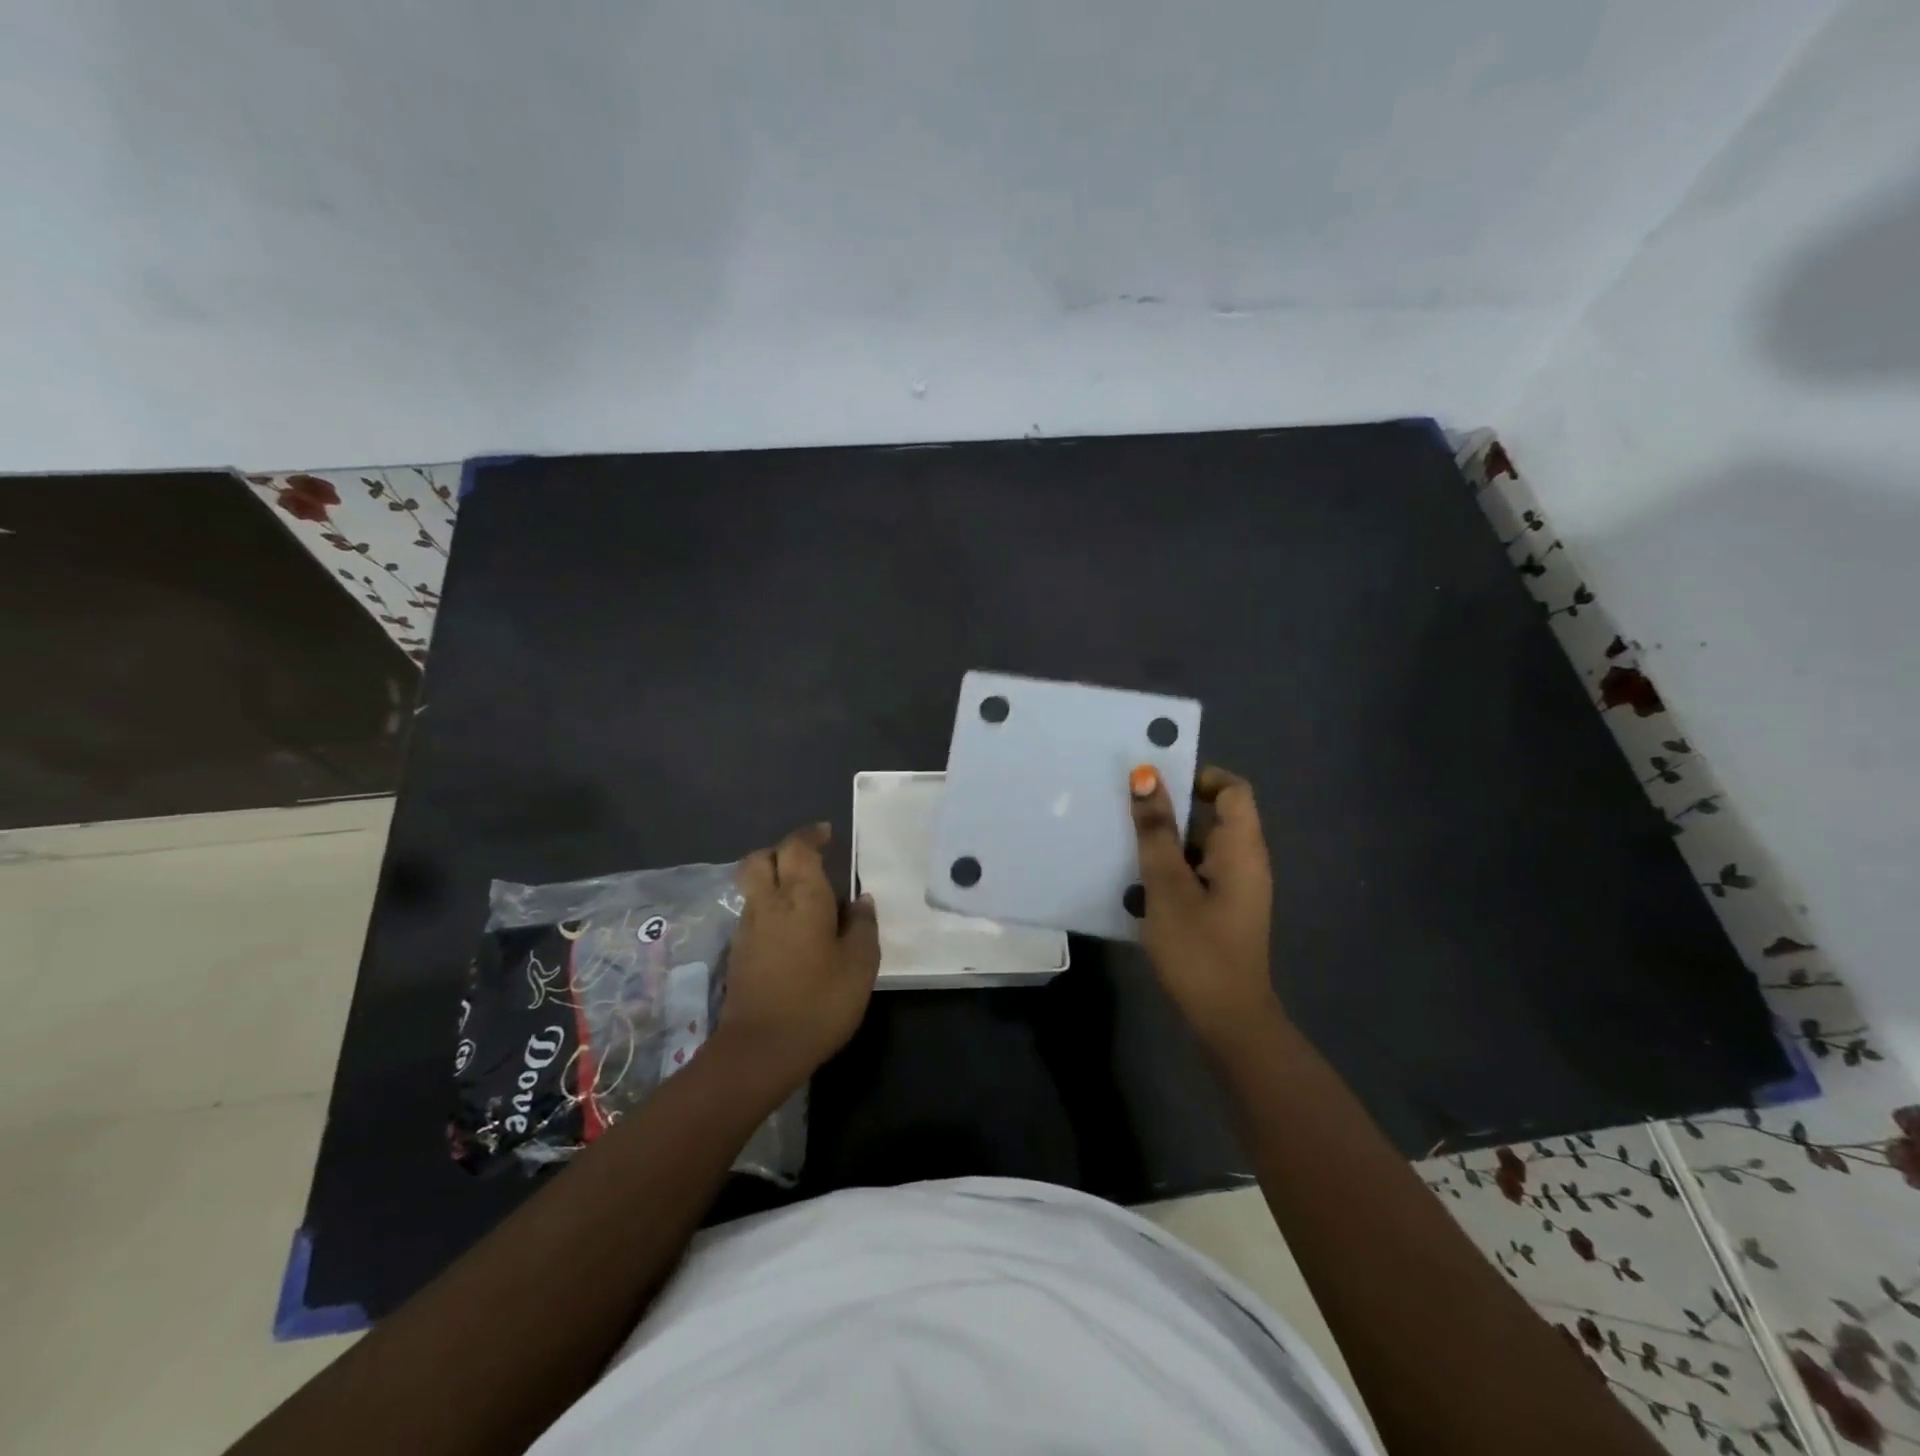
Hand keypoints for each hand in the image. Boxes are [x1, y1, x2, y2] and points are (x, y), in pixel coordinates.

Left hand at [716, 822, 879, 1082]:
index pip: (797, 847)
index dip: (810, 835)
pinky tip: (794, 933)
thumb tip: (860, 901)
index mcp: (800, 897)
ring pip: (755, 887)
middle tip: (809, 861)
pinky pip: (755, 914)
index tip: (827, 834)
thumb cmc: (819, 1001)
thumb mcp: (859, 964)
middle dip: (782, 852)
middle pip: (760, 859)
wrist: (760, 1050)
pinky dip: (771, 909)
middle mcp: (768, 903)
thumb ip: (862, 926)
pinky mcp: (739, 954)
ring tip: (807, 900)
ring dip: (775, 882)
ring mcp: (747, 929)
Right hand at [1128, 764, 1282, 1050]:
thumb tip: (1145, 777)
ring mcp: (1236, 887)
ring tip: (1125, 846)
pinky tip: (1139, 884)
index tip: (1156, 784)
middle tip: (1128, 813)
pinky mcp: (1223, 909)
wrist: (1227, 1019)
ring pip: (1201, 845)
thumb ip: (1155, 831)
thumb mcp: (1167, 884)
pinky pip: (1197, 871)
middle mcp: (1245, 861)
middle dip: (1171, 810)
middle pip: (1214, 815)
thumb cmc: (1198, 947)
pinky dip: (1172, 868)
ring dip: (1166, 841)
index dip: (1198, 776)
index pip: (1232, 788)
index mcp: (1242, 848)